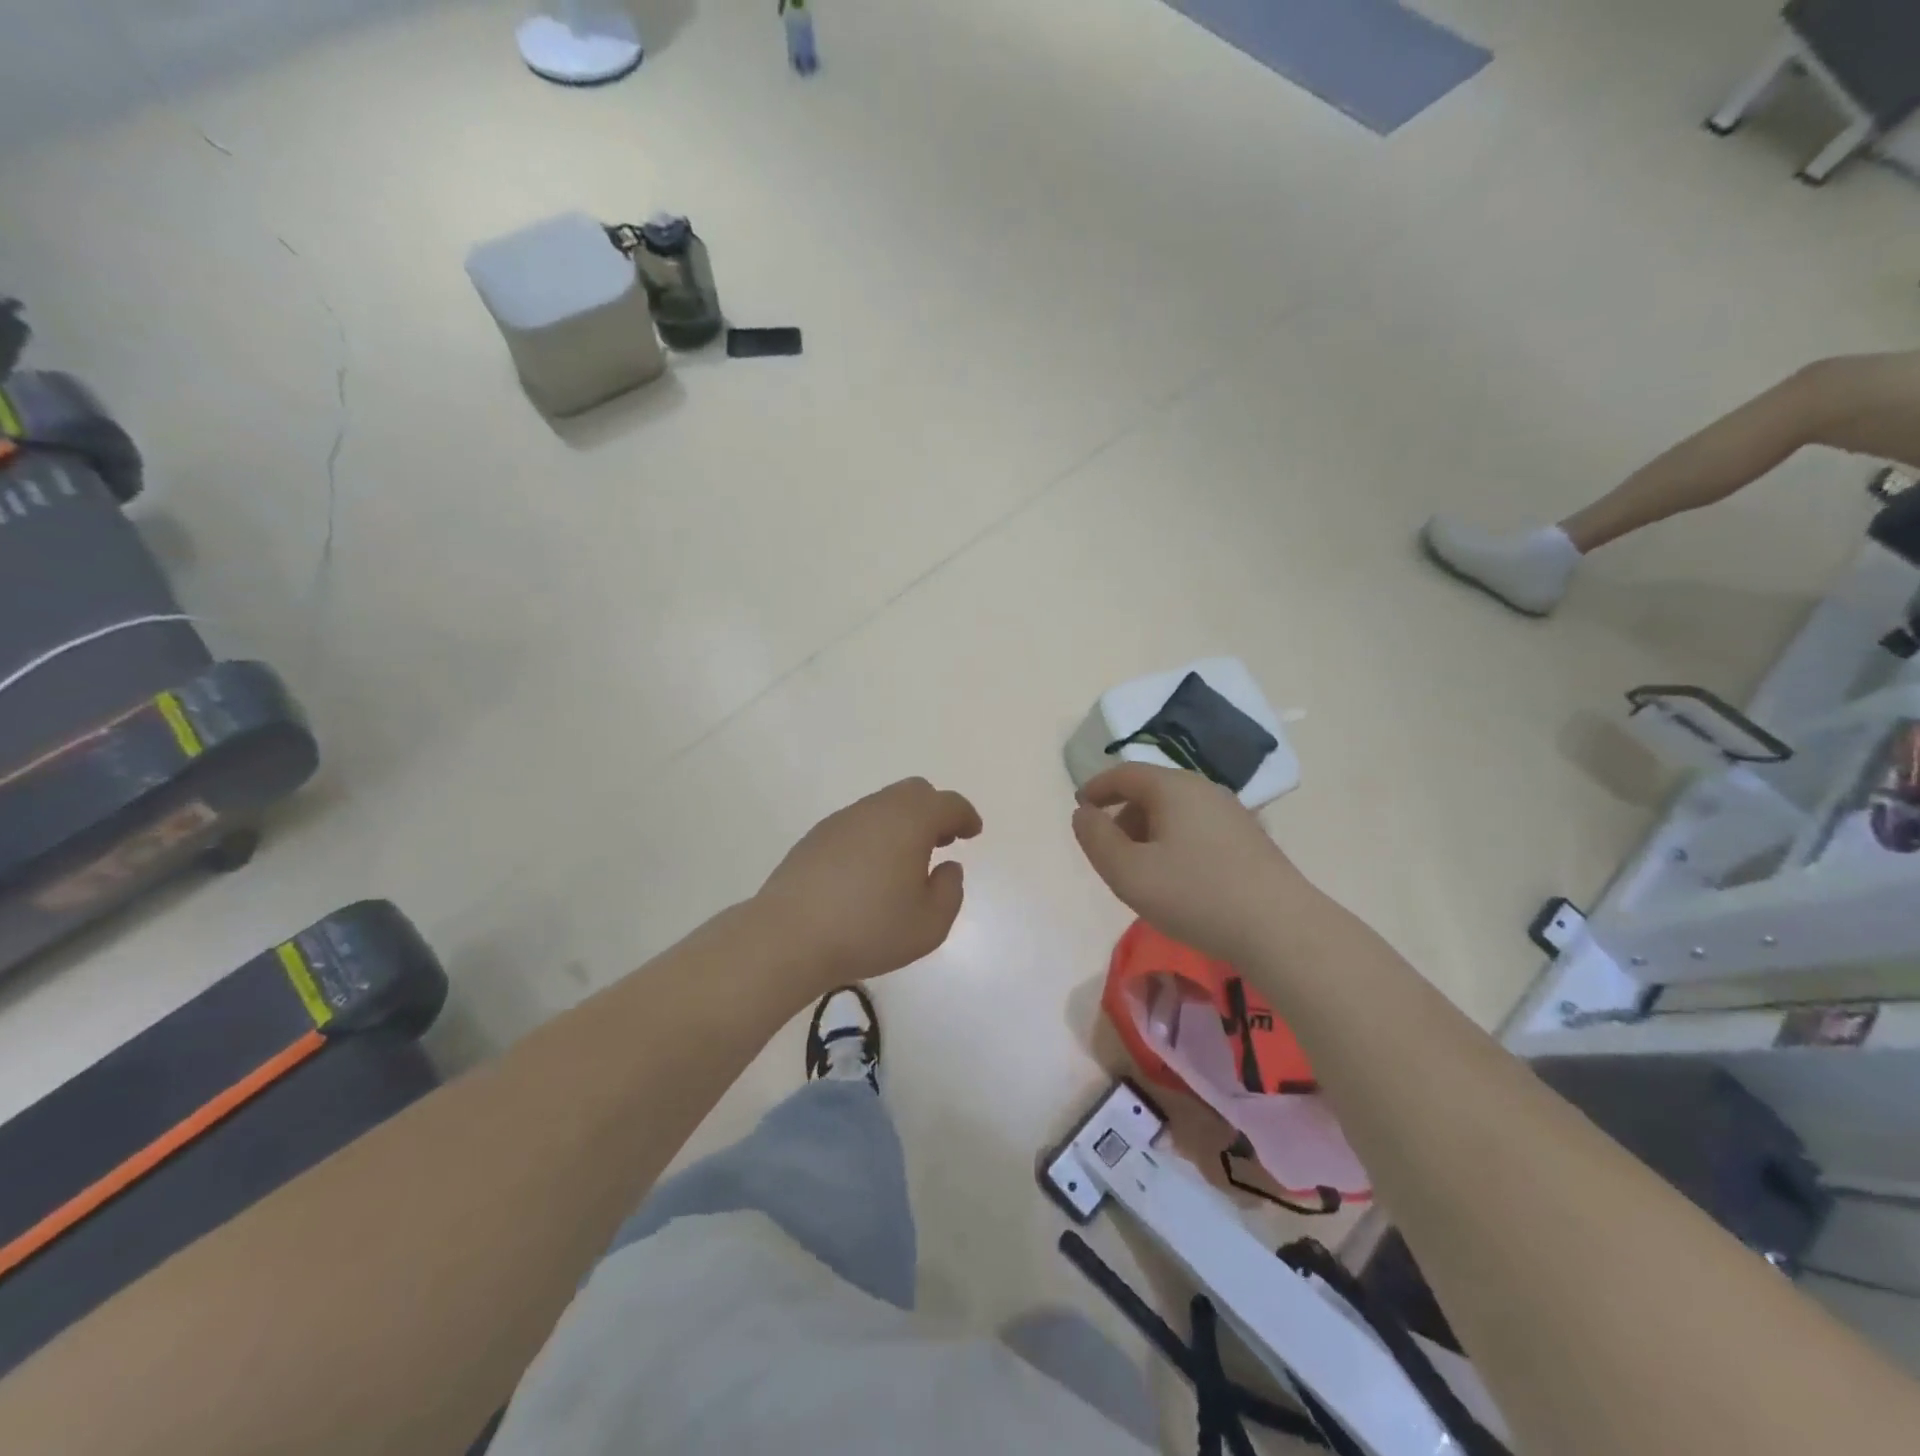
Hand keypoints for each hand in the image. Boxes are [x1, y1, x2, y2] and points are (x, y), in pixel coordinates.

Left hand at [757, 777, 982, 986]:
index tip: (972, 832)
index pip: (947, 804)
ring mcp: (842, 820)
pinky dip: (876, 834)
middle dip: (935, 811)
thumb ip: (949, 891)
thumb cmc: (868, 929)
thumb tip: (946, 867)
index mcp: (909, 821)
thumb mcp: (929, 924)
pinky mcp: (816, 836)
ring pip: (884, 805)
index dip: (965, 815)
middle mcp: (876, 809)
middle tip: (942, 841)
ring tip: (907, 859)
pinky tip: (870, 870)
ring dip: (904, 822)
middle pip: (915, 792)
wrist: (789, 936)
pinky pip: (858, 822)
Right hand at [1072, 763, 1311, 964]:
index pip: (1124, 773)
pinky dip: (1174, 841)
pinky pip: (1197, 827)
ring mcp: (1232, 812)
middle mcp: (1204, 789)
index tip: (1079, 808)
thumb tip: (1083, 813)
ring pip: (1176, 810)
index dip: (1096, 788)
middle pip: (1151, 790)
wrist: (1280, 929)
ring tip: (1141, 870)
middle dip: (1123, 814)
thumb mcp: (1128, 872)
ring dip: (1149, 830)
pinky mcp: (1249, 838)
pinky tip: (1178, 878)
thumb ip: (1096, 839)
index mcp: (1172, 787)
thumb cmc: (1195, 895)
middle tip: (1109, 850)